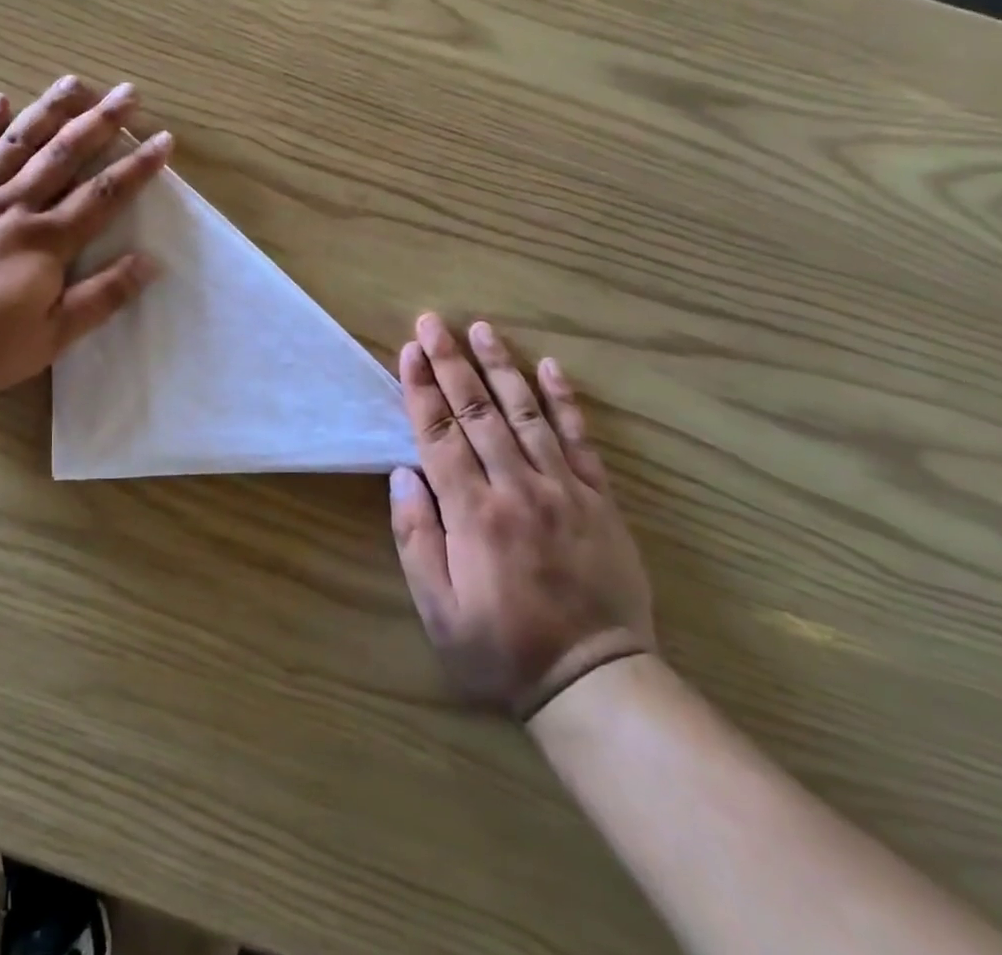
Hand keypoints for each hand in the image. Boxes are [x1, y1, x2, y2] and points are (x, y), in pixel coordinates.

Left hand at [0, 76, 172, 401]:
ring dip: (49, 109)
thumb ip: (100, 298)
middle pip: (63, 154)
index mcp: (44, 241)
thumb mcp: (49, 338)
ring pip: (16, 142)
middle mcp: (11, 206)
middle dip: (100, 121)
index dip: (137, 167)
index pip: (102, 195)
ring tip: (75, 82)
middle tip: (128, 92)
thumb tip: (149, 263)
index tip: (163, 140)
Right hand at [390, 314, 653, 718]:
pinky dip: (565, 401)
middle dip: (452, 362)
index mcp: (473, 513)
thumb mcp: (438, 609)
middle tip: (434, 321)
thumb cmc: (502, 649)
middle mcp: (517, 488)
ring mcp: (563, 489)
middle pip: (477, 412)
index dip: (421, 388)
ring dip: (501, 367)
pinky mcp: (599, 499)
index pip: (439, 435)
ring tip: (483, 329)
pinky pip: (581, 440)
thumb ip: (415, 538)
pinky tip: (551, 367)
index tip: (410, 349)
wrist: (596, 681)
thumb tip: (402, 473)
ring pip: (526, 414)